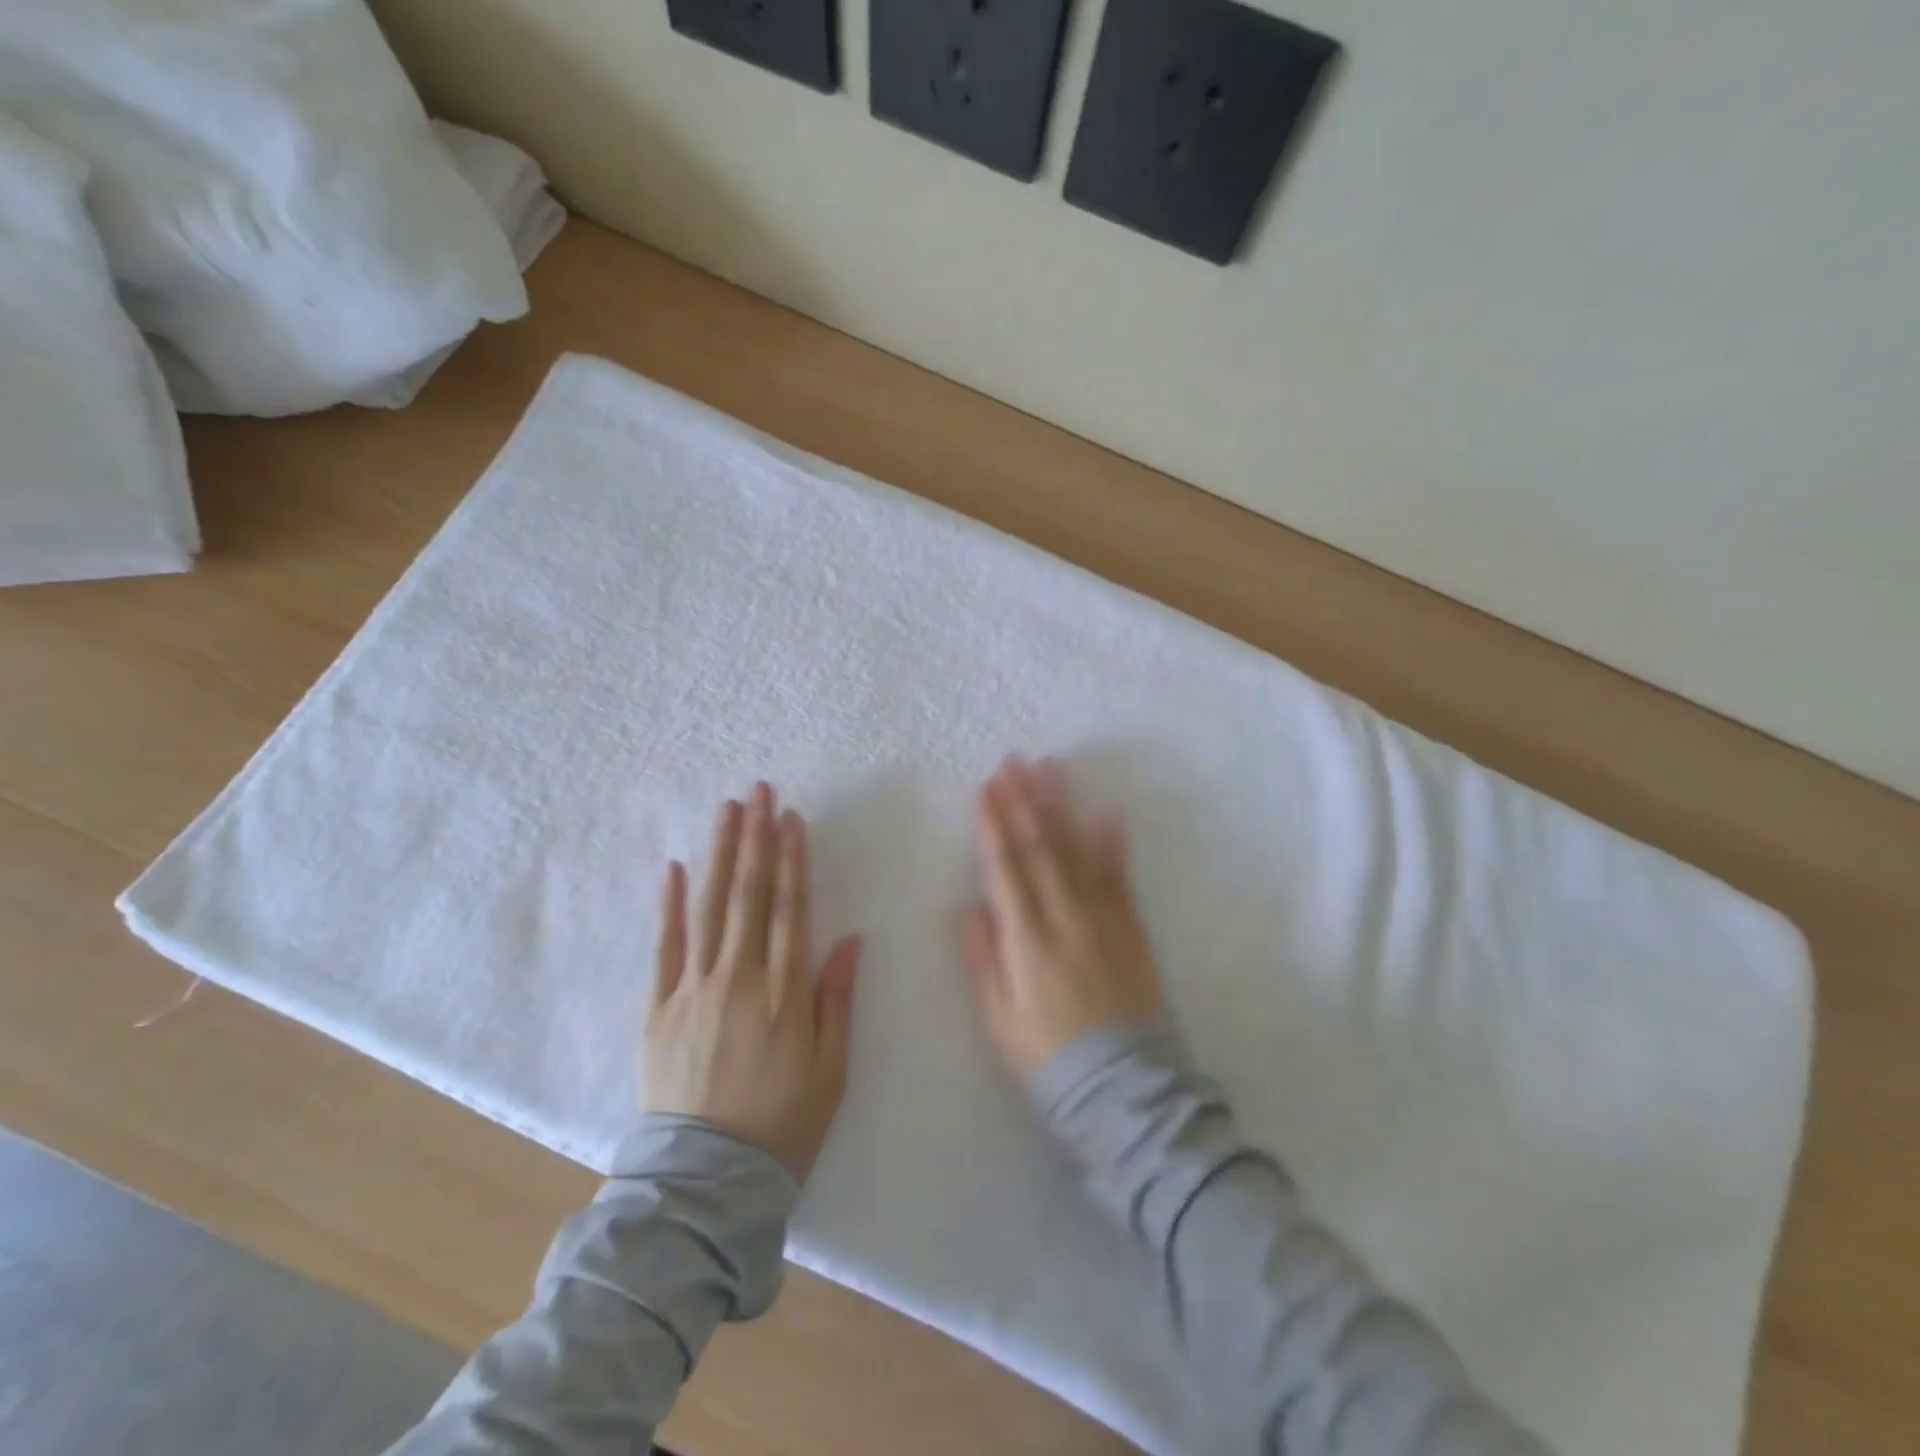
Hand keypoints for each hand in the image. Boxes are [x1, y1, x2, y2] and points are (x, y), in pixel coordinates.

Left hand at [642, 783, 861, 1179]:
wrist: (706, 1180)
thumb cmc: (783, 1122)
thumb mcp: (832, 1068)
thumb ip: (837, 998)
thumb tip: (849, 937)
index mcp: (785, 991)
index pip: (790, 908)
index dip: (793, 859)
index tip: (792, 818)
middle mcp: (739, 977)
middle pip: (750, 895)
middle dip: (756, 838)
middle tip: (759, 791)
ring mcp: (694, 989)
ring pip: (710, 907)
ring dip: (719, 854)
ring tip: (727, 810)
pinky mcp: (659, 1007)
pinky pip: (665, 947)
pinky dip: (669, 906)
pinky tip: (674, 867)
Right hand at [959, 756, 1165, 1077]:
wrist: (1126, 1090)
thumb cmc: (1049, 1060)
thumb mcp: (1000, 1021)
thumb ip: (984, 960)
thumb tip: (969, 907)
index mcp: (1027, 940)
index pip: (1006, 868)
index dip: (994, 825)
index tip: (987, 788)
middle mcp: (1065, 918)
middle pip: (1041, 847)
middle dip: (1024, 800)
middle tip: (1014, 761)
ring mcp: (1103, 919)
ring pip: (1077, 851)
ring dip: (1061, 807)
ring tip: (1051, 769)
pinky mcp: (1131, 929)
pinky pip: (1119, 876)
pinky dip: (1112, 841)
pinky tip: (1106, 810)